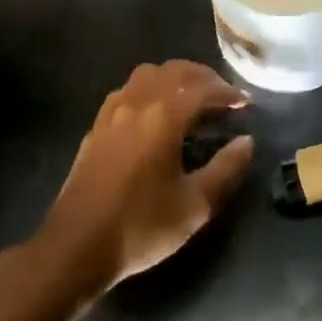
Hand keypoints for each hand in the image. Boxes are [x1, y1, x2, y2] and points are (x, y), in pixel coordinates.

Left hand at [38, 60, 254, 293]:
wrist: (75, 249)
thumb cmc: (140, 227)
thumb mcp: (194, 206)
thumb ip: (225, 169)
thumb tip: (246, 142)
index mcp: (164, 116)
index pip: (203, 89)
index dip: (228, 93)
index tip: (245, 104)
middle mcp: (138, 103)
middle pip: (175, 71)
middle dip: (203, 77)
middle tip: (222, 96)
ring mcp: (112, 112)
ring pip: (147, 74)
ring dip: (173, 77)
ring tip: (189, 97)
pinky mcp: (96, 127)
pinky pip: (127, 91)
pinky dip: (148, 89)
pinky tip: (153, 113)